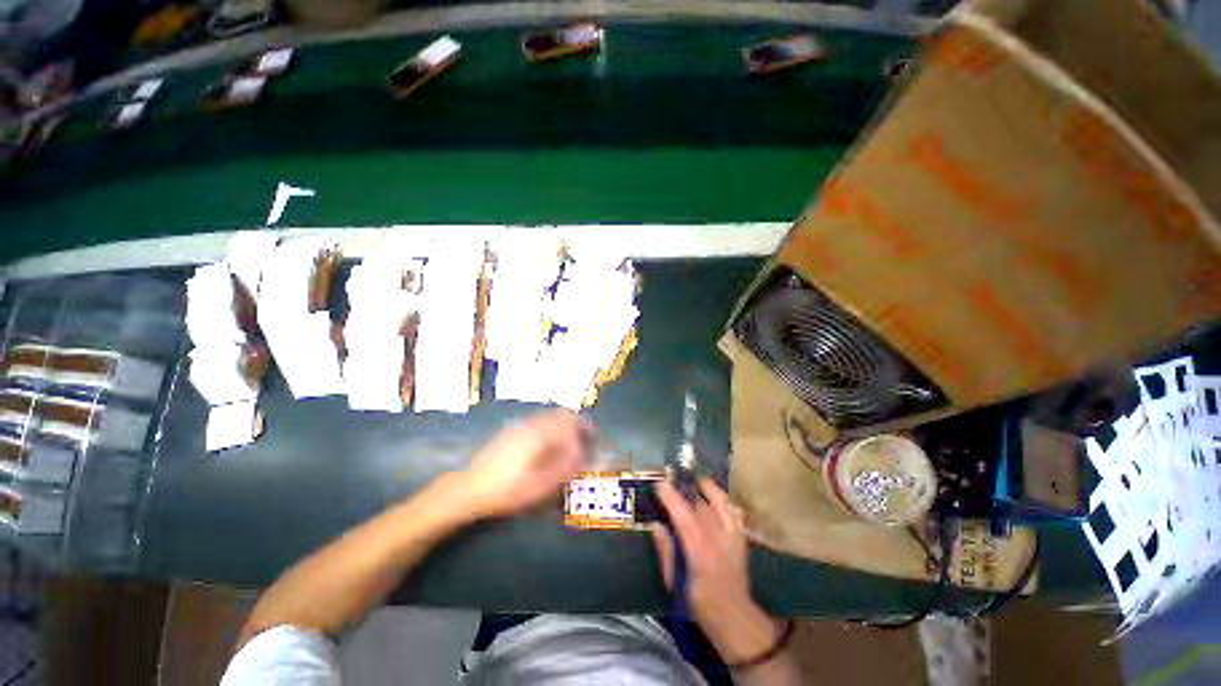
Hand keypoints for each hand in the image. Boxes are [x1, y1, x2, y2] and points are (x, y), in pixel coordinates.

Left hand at [461, 409, 588, 518]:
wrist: (471, 487)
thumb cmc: (509, 489)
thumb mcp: (542, 484)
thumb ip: (566, 466)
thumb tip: (584, 453)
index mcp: (541, 432)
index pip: (571, 420)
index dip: (585, 429)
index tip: (592, 441)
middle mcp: (532, 423)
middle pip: (561, 414)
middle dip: (576, 424)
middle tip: (583, 440)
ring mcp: (520, 425)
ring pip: (550, 417)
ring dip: (563, 425)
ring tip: (568, 444)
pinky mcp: (512, 430)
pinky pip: (539, 422)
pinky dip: (550, 428)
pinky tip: (548, 446)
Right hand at [653, 477, 782, 663]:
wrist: (734, 614)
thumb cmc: (699, 601)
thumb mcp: (675, 582)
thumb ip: (666, 551)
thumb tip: (656, 525)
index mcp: (699, 552)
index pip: (684, 518)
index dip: (672, 498)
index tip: (660, 483)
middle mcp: (718, 539)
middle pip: (700, 504)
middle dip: (684, 488)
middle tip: (671, 477)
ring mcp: (732, 535)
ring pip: (719, 501)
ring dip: (705, 487)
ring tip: (692, 478)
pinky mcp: (740, 535)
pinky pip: (731, 509)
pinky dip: (721, 497)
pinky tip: (712, 492)